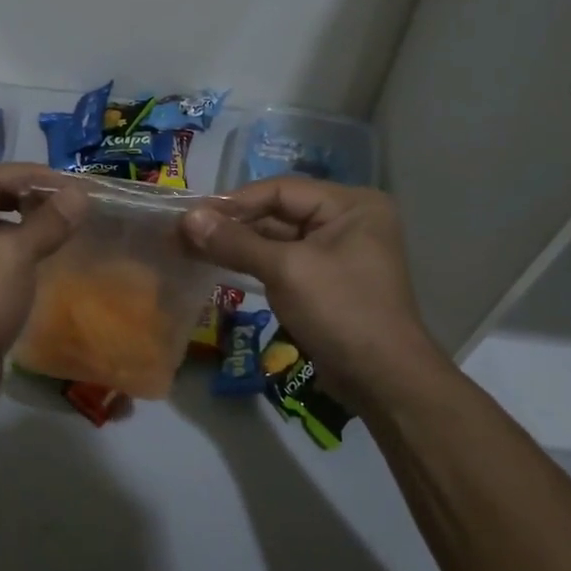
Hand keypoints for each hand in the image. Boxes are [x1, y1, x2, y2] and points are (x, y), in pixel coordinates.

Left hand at [0, 163, 82, 401]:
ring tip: (64, 223)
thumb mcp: (12, 260)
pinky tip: (44, 249)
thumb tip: (80, 193)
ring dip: (26, 221)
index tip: (74, 184)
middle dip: (30, 197)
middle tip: (73, 203)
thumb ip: (46, 222)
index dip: (32, 177)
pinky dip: (17, 244)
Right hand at [180, 178, 442, 409]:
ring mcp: (338, 252)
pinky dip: (254, 263)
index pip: (281, 190)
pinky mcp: (326, 281)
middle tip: (187, 233)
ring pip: (278, 238)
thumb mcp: (285, 270)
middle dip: (234, 224)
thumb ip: (235, 242)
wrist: (383, 379)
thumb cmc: (340, 311)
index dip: (234, 201)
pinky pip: (284, 262)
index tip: (192, 215)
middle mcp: (347, 220)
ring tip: (194, 248)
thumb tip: (188, 219)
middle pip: (279, 212)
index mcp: (351, 204)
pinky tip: (221, 265)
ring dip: (239, 244)